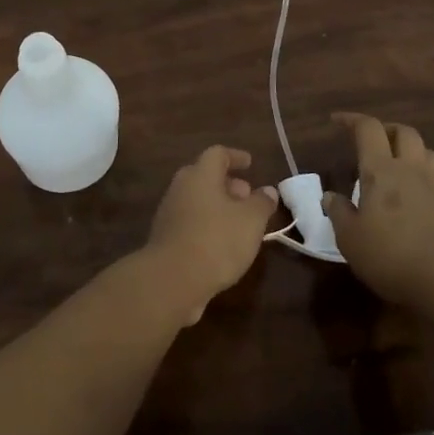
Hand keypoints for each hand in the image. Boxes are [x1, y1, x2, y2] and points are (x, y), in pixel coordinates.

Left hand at [144, 146, 278, 324]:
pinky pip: (190, 221)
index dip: (235, 157)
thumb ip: (262, 203)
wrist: (172, 280)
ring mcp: (169, 212)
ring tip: (239, 223)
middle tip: (247, 195)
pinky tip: (221, 243)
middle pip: (204, 176)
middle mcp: (181, 188)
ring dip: (218, 206)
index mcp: (200, 175)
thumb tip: (268, 191)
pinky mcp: (165, 237)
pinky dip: (207, 224)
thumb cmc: (216, 241)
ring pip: (197, 200)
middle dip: (227, 184)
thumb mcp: (251, 221)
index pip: (217, 154)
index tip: (250, 163)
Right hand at [325, 113, 433, 305]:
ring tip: (393, 160)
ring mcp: (432, 188)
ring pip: (425, 150)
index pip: (368, 129)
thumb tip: (330, 196)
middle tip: (368, 141)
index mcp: (380, 169)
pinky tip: (409, 190)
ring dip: (408, 147)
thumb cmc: (387, 254)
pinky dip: (420, 172)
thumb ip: (338, 211)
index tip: (335, 121)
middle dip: (385, 129)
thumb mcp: (349, 237)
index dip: (351, 119)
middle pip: (404, 132)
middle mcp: (409, 170)